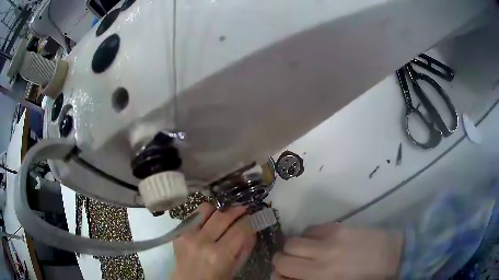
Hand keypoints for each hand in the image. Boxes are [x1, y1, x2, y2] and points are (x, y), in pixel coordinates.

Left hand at [171, 203, 255, 279]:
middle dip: (238, 210)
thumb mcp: (235, 268)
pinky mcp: (178, 232)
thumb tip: (252, 228)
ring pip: (207, 209)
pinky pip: (194, 214)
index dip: (250, 221)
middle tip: (244, 209)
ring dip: (219, 210)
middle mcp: (203, 242)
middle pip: (224, 216)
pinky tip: (210, 220)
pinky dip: (205, 214)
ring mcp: (188, 235)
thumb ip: (244, 248)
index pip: (240, 229)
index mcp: (219, 255)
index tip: (254, 216)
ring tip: (226, 214)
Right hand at [272, 223, 402, 279]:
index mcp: (320, 279)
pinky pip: (311, 229)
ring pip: (293, 240)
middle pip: (283, 256)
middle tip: (294, 263)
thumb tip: (290, 277)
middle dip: (283, 260)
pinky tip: (320, 242)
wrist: (393, 257)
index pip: (281, 273)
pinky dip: (309, 236)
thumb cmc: (364, 279)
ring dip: (295, 248)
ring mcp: (330, 241)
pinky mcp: (339, 227)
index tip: (284, 276)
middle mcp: (321, 261)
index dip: (277, 275)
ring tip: (307, 252)